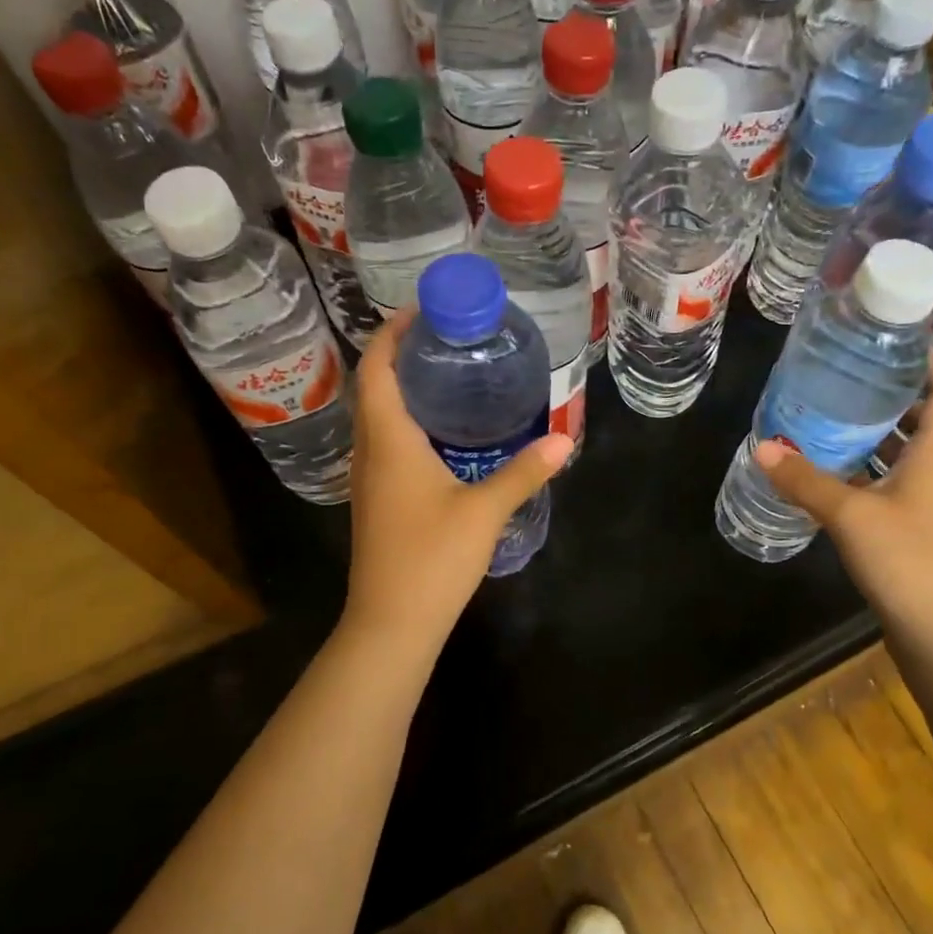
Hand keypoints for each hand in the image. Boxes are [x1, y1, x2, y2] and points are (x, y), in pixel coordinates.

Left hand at [342, 311, 571, 638]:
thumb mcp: (484, 511)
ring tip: (447, 375)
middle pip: (374, 388)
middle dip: (401, 355)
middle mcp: (370, 452)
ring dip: (402, 389)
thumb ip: (523, 473)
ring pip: (377, 418)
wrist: (391, 622)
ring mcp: (369, 479)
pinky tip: (442, 433)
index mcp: (389, 441)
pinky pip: (385, 444)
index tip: (422, 311)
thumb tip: (564, 442)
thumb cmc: (432, 559)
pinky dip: (406, 423)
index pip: (378, 370)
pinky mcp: (377, 501)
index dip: (392, 334)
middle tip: (446, 338)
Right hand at [754, 356, 932, 636]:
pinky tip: (828, 470)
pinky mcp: (906, 528)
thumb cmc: (905, 560)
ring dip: (875, 433)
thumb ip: (805, 480)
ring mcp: (921, 503)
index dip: (929, 364)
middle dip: (891, 395)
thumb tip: (763, 446)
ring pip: (902, 454)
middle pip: (923, 420)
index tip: (897, 342)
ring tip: (831, 414)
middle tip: (848, 375)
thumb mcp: (849, 515)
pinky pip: (885, 482)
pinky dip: (863, 469)